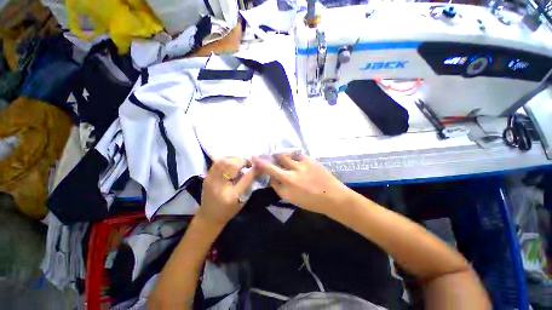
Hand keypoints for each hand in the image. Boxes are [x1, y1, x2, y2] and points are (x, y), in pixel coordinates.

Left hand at [197, 157, 257, 226]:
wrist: (209, 217)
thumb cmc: (228, 210)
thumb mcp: (242, 200)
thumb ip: (248, 184)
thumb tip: (256, 169)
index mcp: (231, 195)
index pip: (245, 178)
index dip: (253, 169)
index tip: (258, 165)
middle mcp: (219, 185)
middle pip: (231, 165)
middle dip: (242, 161)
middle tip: (248, 163)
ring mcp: (210, 180)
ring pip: (222, 161)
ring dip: (234, 159)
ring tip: (240, 162)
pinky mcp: (207, 177)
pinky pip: (216, 163)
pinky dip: (226, 160)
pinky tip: (231, 162)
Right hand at [252, 154, 351, 214]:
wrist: (333, 197)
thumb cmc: (311, 201)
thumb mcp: (291, 198)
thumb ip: (279, 187)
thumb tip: (272, 177)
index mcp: (289, 181)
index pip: (270, 169)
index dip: (260, 162)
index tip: (254, 156)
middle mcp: (294, 170)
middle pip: (279, 157)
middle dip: (273, 155)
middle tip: (271, 156)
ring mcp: (304, 163)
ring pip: (288, 154)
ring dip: (283, 156)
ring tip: (284, 159)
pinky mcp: (311, 159)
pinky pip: (298, 154)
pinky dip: (294, 156)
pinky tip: (295, 160)